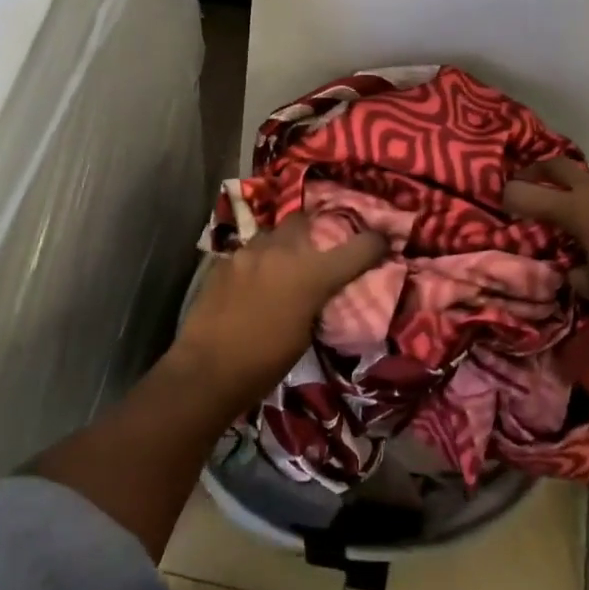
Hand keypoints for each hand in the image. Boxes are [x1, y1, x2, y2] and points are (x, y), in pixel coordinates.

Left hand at [171, 214, 387, 409]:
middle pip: (305, 220)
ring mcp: (249, 251)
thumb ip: (318, 301)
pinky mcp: (224, 260)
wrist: (207, 369)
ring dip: (283, 244)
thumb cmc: (264, 364)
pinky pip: (249, 250)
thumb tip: (322, 291)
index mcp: (312, 274)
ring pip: (273, 233)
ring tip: (282, 265)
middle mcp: (282, 251)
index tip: (381, 243)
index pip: (358, 246)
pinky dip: (258, 260)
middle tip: (318, 248)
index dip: (375, 243)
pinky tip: (253, 281)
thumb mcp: (306, 335)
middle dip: (315, 230)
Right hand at [503, 158, 588, 340]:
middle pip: (559, 165)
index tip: (502, 202)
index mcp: (579, 209)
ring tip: (574, 213)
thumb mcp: (588, 285)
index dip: (510, 195)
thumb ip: (571, 264)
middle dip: (538, 172)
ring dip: (576, 190)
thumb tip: (571, 260)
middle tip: (527, 185)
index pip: (529, 192)